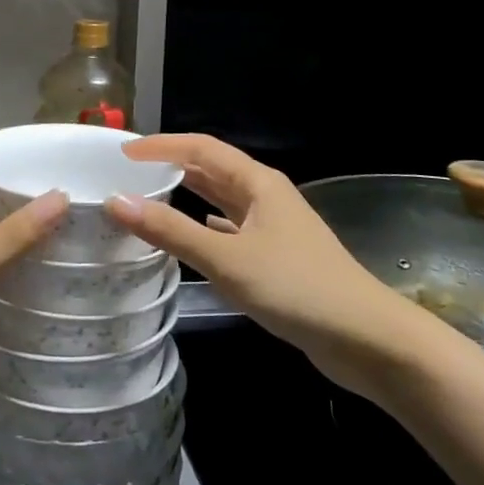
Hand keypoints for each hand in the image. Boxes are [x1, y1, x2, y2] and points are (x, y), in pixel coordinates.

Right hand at [105, 134, 408, 387]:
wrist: (367, 339)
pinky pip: (232, 229)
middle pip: (212, 169)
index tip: (123, 152)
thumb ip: (171, 231)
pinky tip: (193, 234)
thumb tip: (116, 202)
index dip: (161, 146)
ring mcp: (274, 227)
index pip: (201, 148)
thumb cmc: (296, 288)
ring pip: (222, 200)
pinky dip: (207, 226)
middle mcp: (265, 196)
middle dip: (172, 166)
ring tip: (149, 197)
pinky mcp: (278, 257)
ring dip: (188, 195)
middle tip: (129, 173)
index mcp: (257, 182)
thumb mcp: (227, 259)